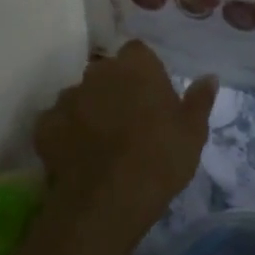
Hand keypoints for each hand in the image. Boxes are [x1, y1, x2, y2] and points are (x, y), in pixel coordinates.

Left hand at [35, 42, 218, 240]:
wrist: (106, 201)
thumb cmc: (159, 159)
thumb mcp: (192, 132)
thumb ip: (199, 100)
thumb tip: (209, 77)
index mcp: (136, 65)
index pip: (139, 53)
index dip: (145, 73)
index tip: (153, 98)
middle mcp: (98, 71)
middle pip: (107, 72)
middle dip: (116, 89)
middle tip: (130, 122)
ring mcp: (68, 96)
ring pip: (81, 95)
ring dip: (90, 109)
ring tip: (102, 143)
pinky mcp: (45, 124)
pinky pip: (57, 122)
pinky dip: (65, 134)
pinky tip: (77, 157)